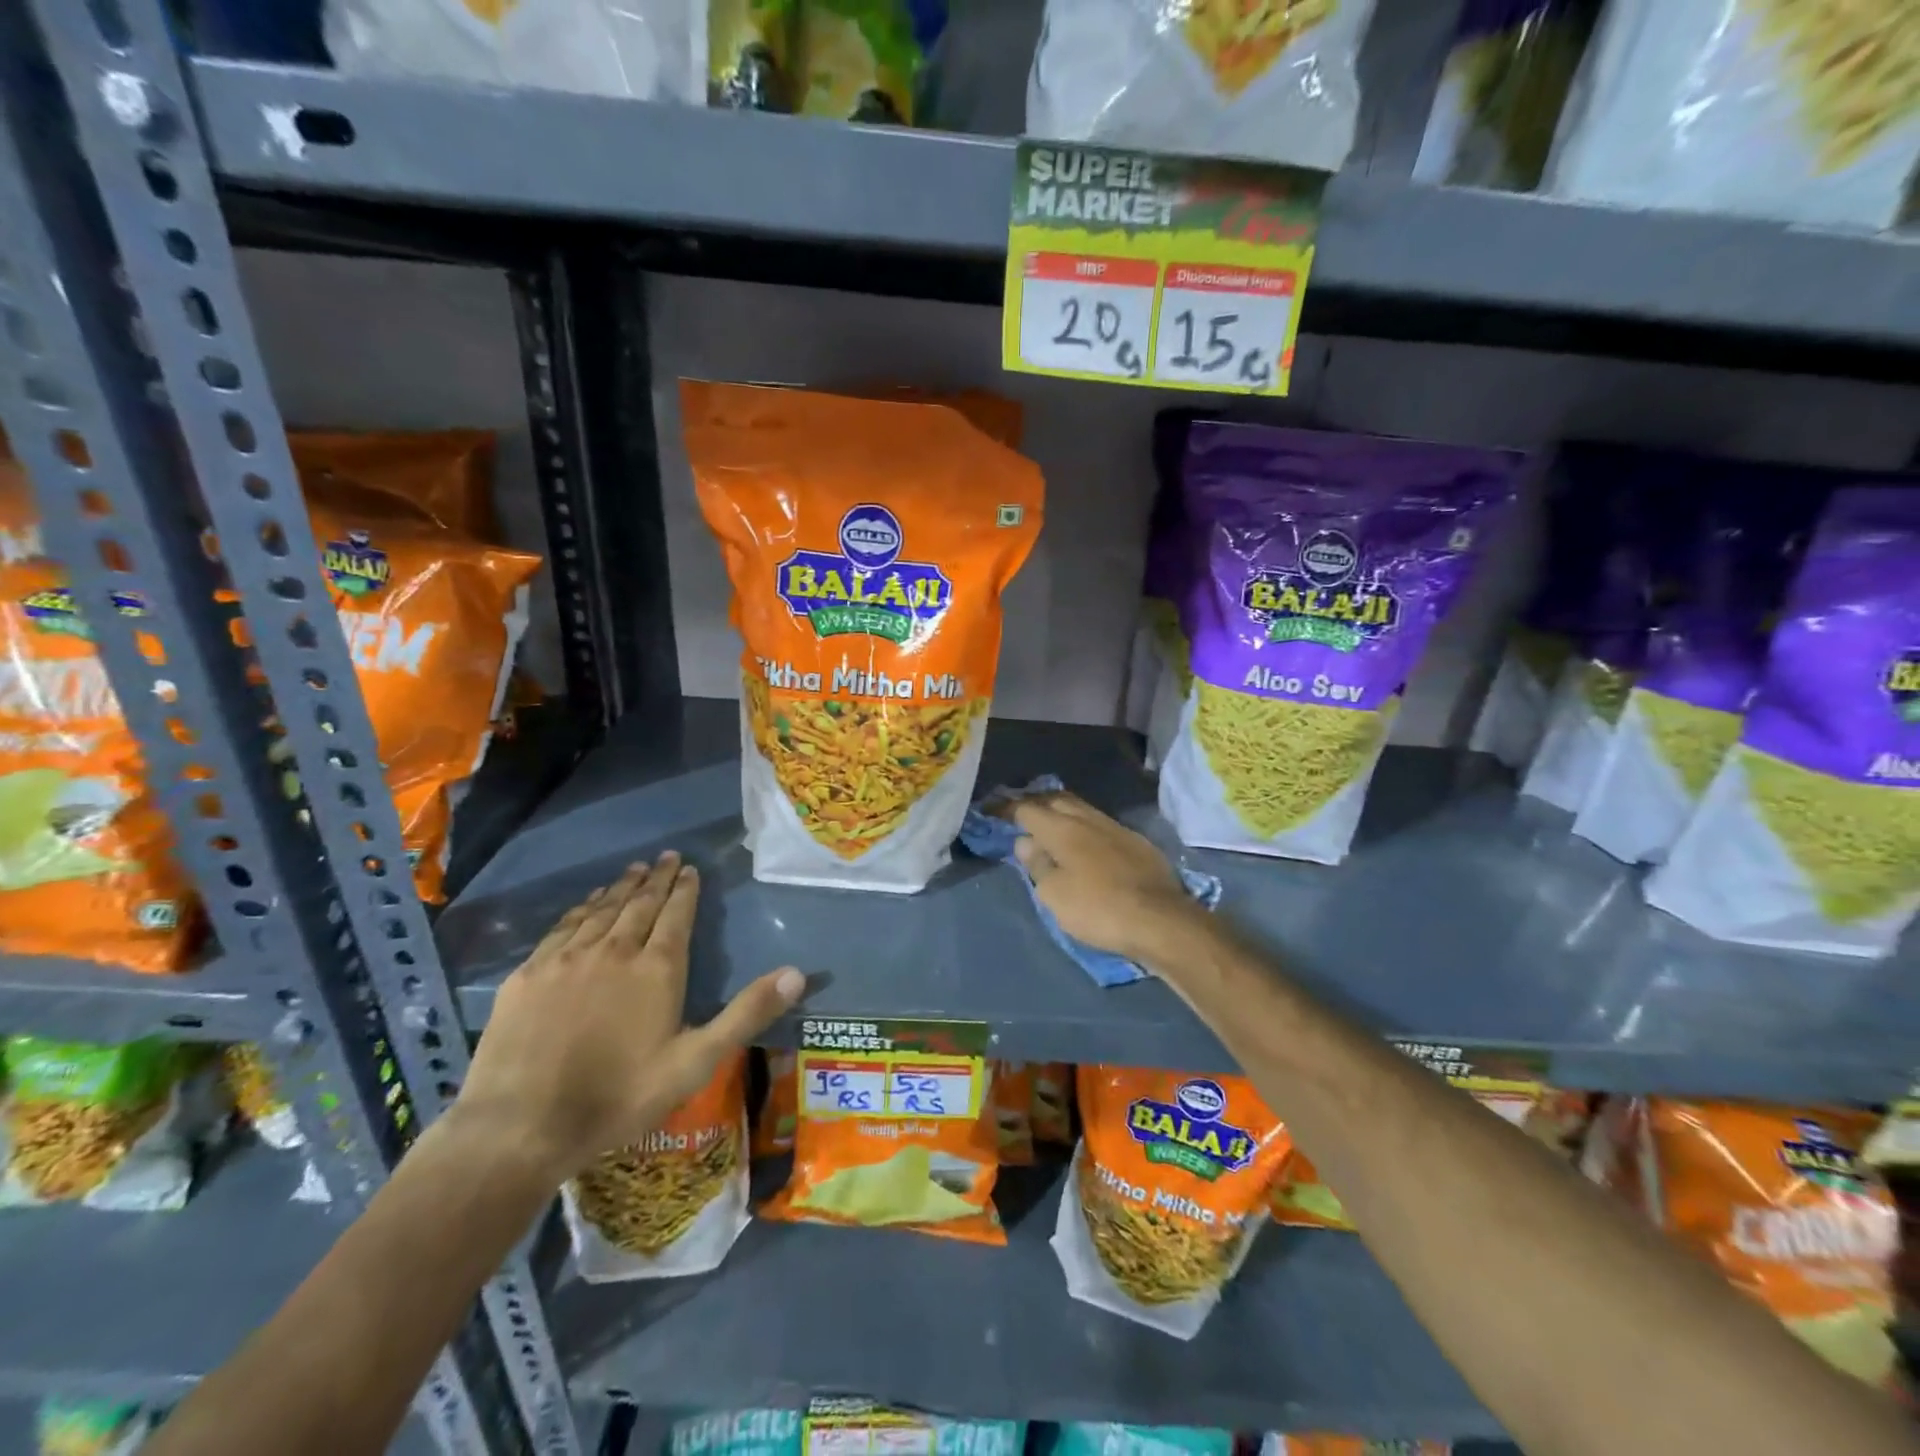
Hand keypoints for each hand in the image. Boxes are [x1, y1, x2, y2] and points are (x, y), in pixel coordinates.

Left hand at [453, 852, 804, 1181]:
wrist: (520, 1127)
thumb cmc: (618, 1096)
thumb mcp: (695, 1062)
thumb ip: (746, 1014)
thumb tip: (797, 974)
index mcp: (657, 968)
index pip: (676, 914)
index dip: (685, 889)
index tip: (689, 868)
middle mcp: (614, 950)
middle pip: (640, 903)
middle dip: (656, 878)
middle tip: (665, 857)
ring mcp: (567, 959)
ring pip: (601, 910)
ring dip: (620, 887)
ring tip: (633, 871)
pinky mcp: (529, 974)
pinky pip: (563, 927)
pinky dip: (581, 908)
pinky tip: (586, 905)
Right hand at [1011, 792, 1208, 964]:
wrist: (1161, 920)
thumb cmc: (1098, 909)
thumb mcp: (1055, 895)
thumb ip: (1038, 865)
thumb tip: (1025, 841)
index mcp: (1063, 829)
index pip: (1027, 809)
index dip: (1006, 808)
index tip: (991, 809)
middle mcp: (1089, 819)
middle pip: (1057, 800)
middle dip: (1035, 802)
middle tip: (1020, 812)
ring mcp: (1116, 828)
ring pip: (1082, 809)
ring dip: (1061, 811)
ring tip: (1049, 823)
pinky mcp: (1137, 843)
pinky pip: (1101, 824)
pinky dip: (1083, 826)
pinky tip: (1084, 840)